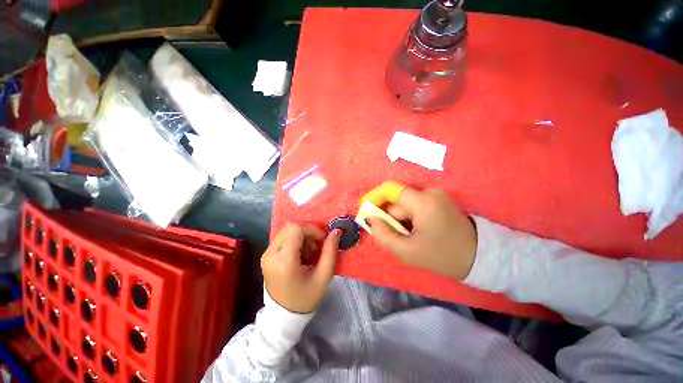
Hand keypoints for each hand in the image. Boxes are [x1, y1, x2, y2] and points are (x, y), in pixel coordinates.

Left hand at [261, 224, 340, 313]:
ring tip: (309, 252)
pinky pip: (283, 238)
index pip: (296, 229)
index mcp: (284, 261)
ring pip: (287, 231)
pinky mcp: (266, 255)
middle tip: (317, 246)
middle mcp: (271, 254)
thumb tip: (336, 231)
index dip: (312, 230)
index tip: (322, 240)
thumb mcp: (323, 276)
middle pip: (291, 227)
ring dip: (302, 236)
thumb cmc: (305, 298)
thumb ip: (330, 251)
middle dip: (307, 232)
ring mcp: (266, 254)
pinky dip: (295, 240)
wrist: (283, 316)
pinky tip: (301, 254)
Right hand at [367, 188, 476, 279]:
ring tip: (406, 237)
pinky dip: (409, 218)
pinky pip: (415, 206)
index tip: (366, 211)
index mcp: (422, 202)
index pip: (390, 190)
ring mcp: (436, 195)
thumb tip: (369, 219)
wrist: (477, 257)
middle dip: (389, 216)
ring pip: (405, 204)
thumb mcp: (406, 251)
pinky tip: (415, 231)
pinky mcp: (439, 200)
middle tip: (391, 235)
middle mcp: (429, 192)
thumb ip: (383, 234)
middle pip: (397, 200)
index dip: (374, 198)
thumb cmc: (441, 256)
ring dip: (400, 219)